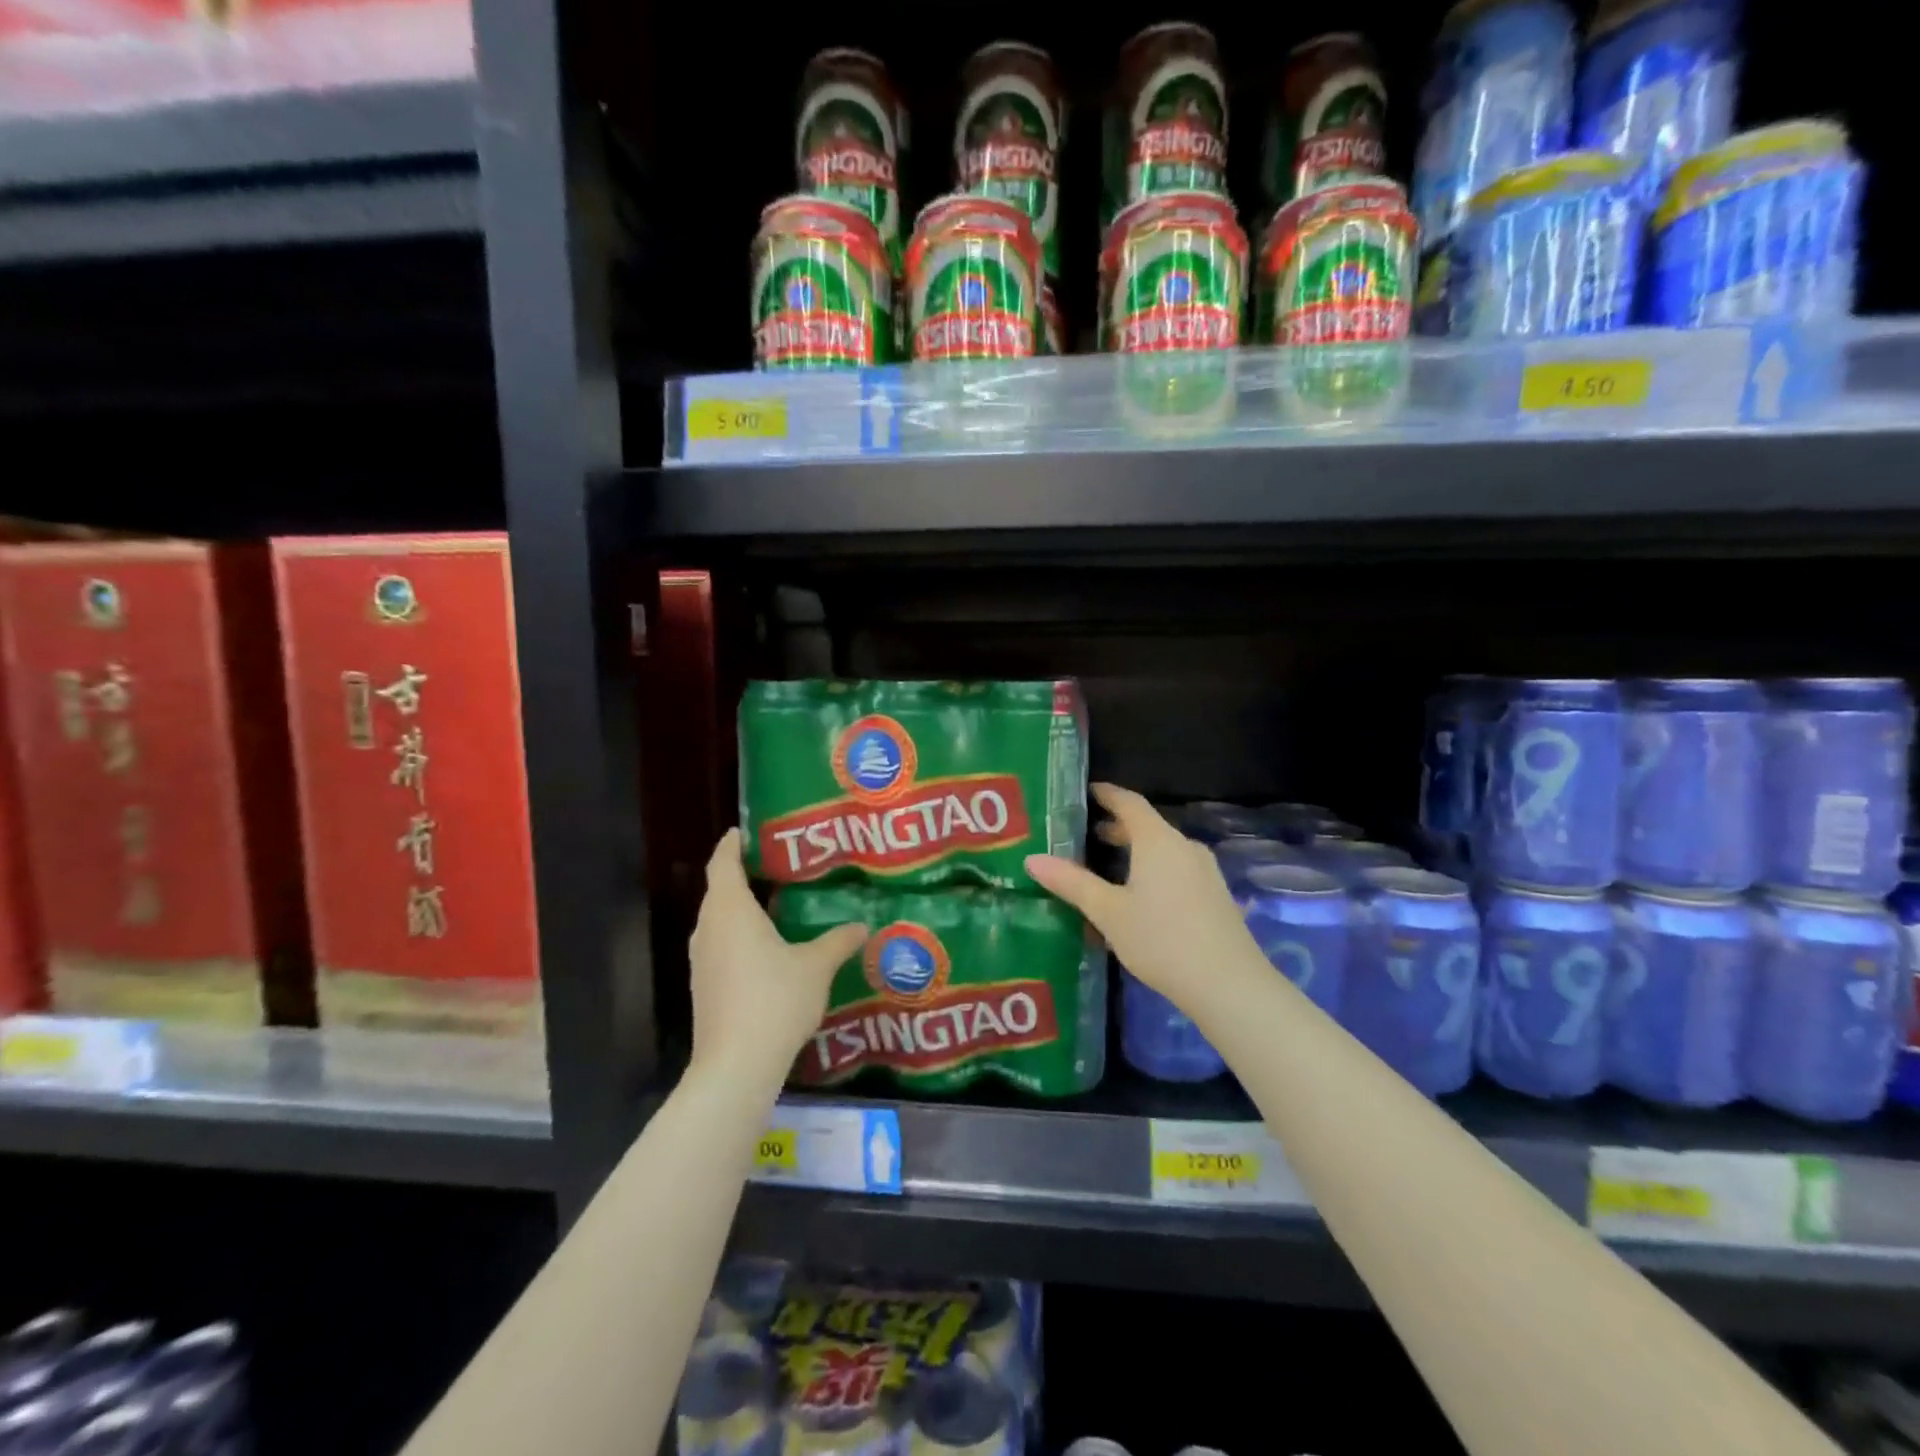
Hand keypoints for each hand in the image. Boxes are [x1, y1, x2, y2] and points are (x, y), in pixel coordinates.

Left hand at [688, 829, 867, 1091]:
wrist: (735, 1066)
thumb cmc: (774, 1001)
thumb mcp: (816, 966)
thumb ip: (838, 941)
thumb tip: (863, 925)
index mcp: (730, 910)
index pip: (723, 862)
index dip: (732, 844)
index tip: (747, 831)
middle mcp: (708, 928)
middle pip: (719, 889)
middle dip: (742, 874)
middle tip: (777, 865)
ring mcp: (701, 959)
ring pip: (718, 920)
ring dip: (740, 908)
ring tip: (775, 903)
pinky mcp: (704, 985)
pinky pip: (720, 945)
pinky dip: (738, 935)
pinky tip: (766, 948)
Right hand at [1026, 783, 1252, 1012]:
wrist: (1228, 984)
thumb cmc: (1161, 939)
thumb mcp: (1108, 912)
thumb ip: (1071, 883)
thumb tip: (1032, 859)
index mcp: (1158, 841)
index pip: (1129, 802)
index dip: (1107, 794)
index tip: (1086, 792)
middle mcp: (1184, 846)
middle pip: (1147, 826)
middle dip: (1117, 827)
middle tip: (1086, 835)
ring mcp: (1205, 871)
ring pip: (1164, 849)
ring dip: (1136, 851)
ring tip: (1107, 866)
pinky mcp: (1215, 895)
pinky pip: (1178, 868)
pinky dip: (1154, 869)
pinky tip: (1140, 896)